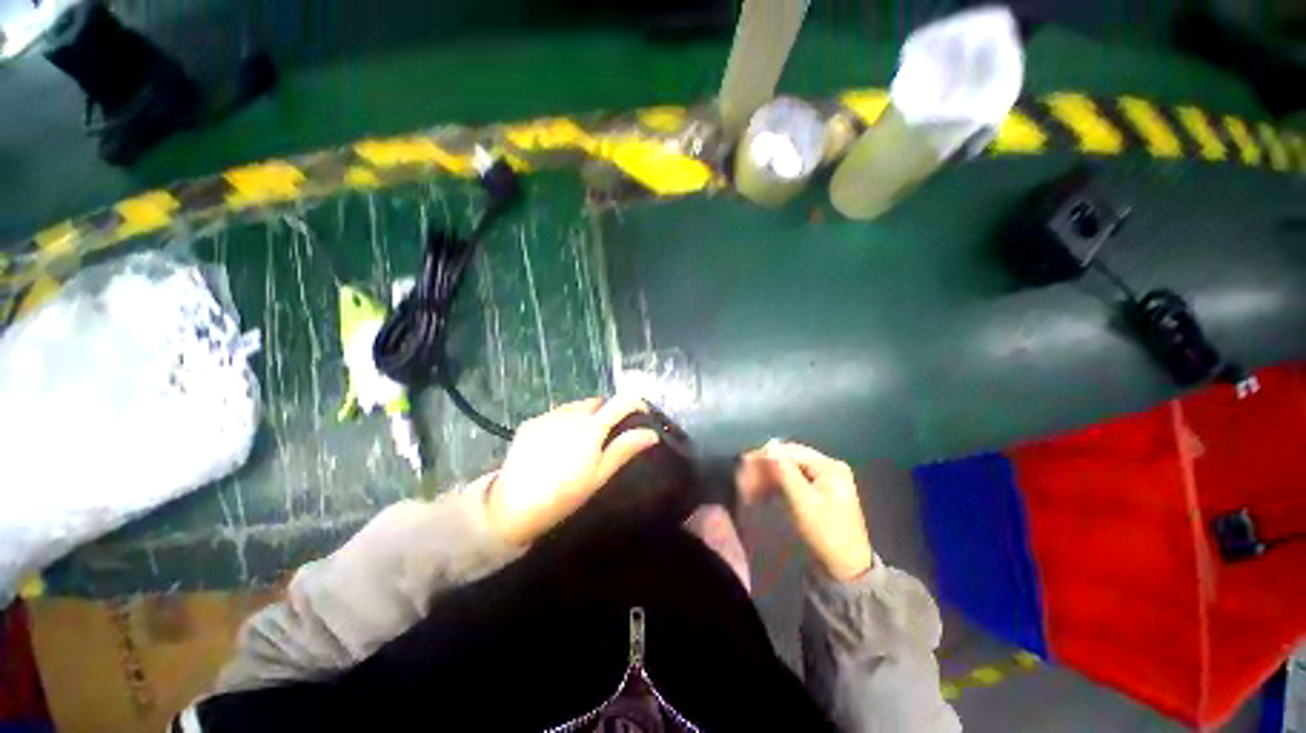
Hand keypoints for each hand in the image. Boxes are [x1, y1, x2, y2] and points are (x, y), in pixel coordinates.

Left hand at [485, 396, 660, 546]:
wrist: (513, 506)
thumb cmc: (564, 494)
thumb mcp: (599, 475)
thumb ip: (624, 449)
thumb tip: (651, 433)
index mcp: (592, 426)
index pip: (622, 401)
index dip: (636, 403)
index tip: (641, 413)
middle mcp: (572, 413)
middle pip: (598, 402)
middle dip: (607, 412)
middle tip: (605, 437)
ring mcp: (549, 415)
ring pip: (576, 406)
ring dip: (585, 416)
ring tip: (579, 442)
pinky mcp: (532, 422)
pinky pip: (556, 414)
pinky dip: (563, 422)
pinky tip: (556, 444)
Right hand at [738, 441, 873, 580]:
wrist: (847, 567)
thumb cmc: (826, 533)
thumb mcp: (803, 502)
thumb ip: (785, 471)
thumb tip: (769, 445)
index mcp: (830, 466)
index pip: (792, 452)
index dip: (767, 455)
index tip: (745, 461)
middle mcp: (829, 467)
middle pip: (791, 458)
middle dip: (767, 465)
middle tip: (745, 474)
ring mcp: (825, 479)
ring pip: (790, 469)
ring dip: (770, 475)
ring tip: (750, 485)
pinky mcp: (819, 491)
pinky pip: (794, 480)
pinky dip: (778, 484)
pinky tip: (764, 491)